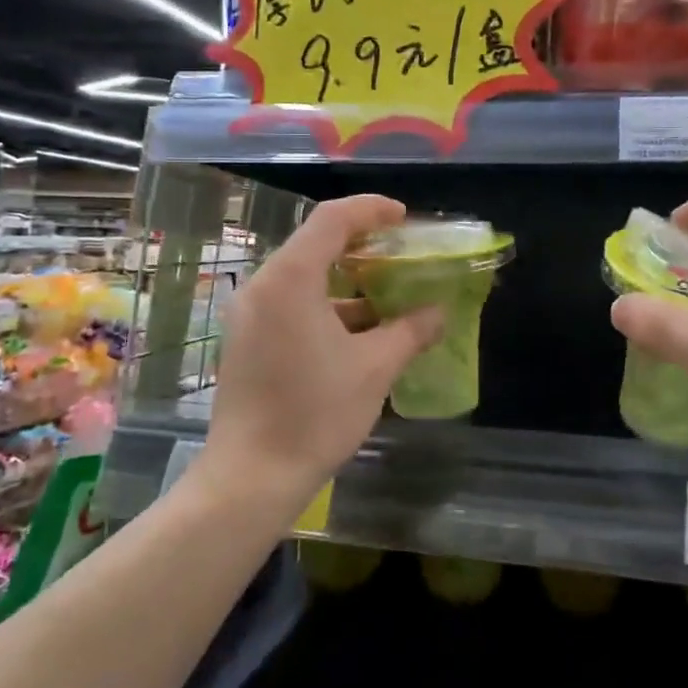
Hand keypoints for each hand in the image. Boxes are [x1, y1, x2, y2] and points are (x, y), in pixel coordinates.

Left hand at [200, 194, 443, 515]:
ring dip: (347, 280)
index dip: (371, 210)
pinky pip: (291, 304)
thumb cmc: (315, 414)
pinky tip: (360, 330)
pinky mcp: (247, 340)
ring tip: (389, 294)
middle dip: (363, 245)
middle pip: (316, 244)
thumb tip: (439, 313)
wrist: (251, 478)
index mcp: (290, 279)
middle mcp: (263, 286)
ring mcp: (250, 314)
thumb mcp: (375, 368)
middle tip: (402, 254)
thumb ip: (411, 331)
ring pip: (304, 277)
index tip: (405, 219)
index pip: (332, 219)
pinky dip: (327, 306)